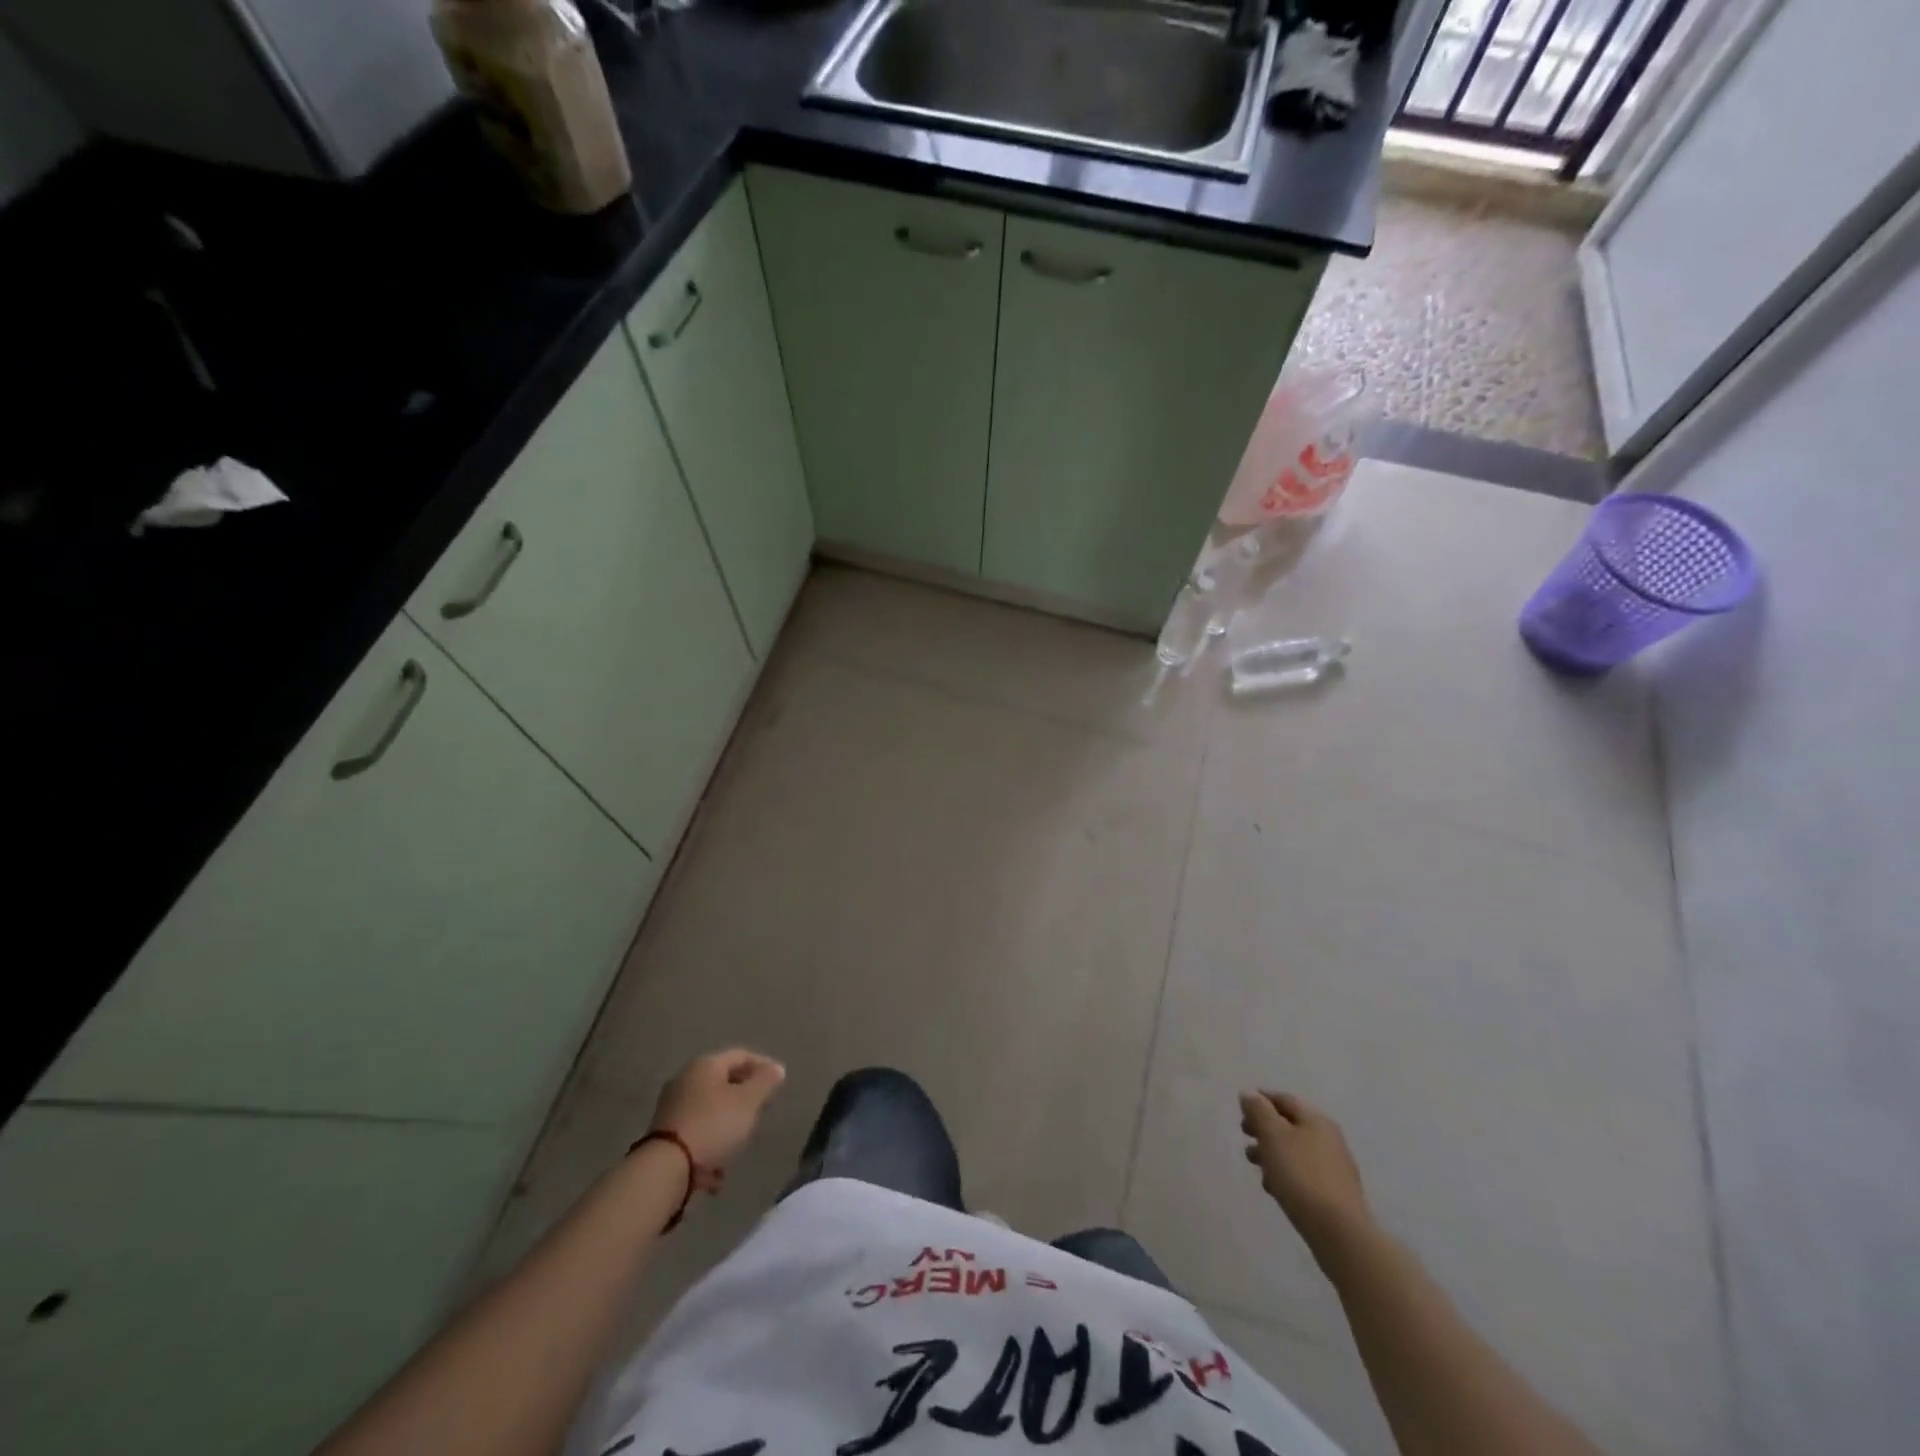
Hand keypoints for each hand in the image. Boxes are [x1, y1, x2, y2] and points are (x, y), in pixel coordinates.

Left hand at [650, 1049, 785, 1191]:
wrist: (665, 1168)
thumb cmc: (713, 1125)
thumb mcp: (748, 1102)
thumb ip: (765, 1082)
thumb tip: (777, 1068)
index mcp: (705, 1065)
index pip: (740, 1055)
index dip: (762, 1065)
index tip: (778, 1082)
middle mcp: (685, 1079)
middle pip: (723, 1082)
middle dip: (744, 1096)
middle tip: (761, 1110)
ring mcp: (671, 1106)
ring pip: (709, 1109)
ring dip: (727, 1124)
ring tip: (740, 1143)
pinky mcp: (664, 1134)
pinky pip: (696, 1131)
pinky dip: (709, 1143)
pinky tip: (716, 1169)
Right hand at [1240, 1090, 1372, 1261]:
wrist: (1339, 1232)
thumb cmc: (1301, 1175)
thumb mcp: (1273, 1136)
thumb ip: (1259, 1111)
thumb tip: (1249, 1094)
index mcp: (1316, 1120)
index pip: (1284, 1099)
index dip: (1261, 1099)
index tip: (1241, 1107)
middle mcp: (1329, 1138)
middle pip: (1290, 1125)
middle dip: (1264, 1128)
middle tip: (1245, 1135)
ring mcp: (1334, 1167)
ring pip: (1295, 1150)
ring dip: (1272, 1152)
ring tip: (1255, 1164)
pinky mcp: (1334, 1193)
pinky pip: (1304, 1173)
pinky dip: (1286, 1173)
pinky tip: (1274, 1188)